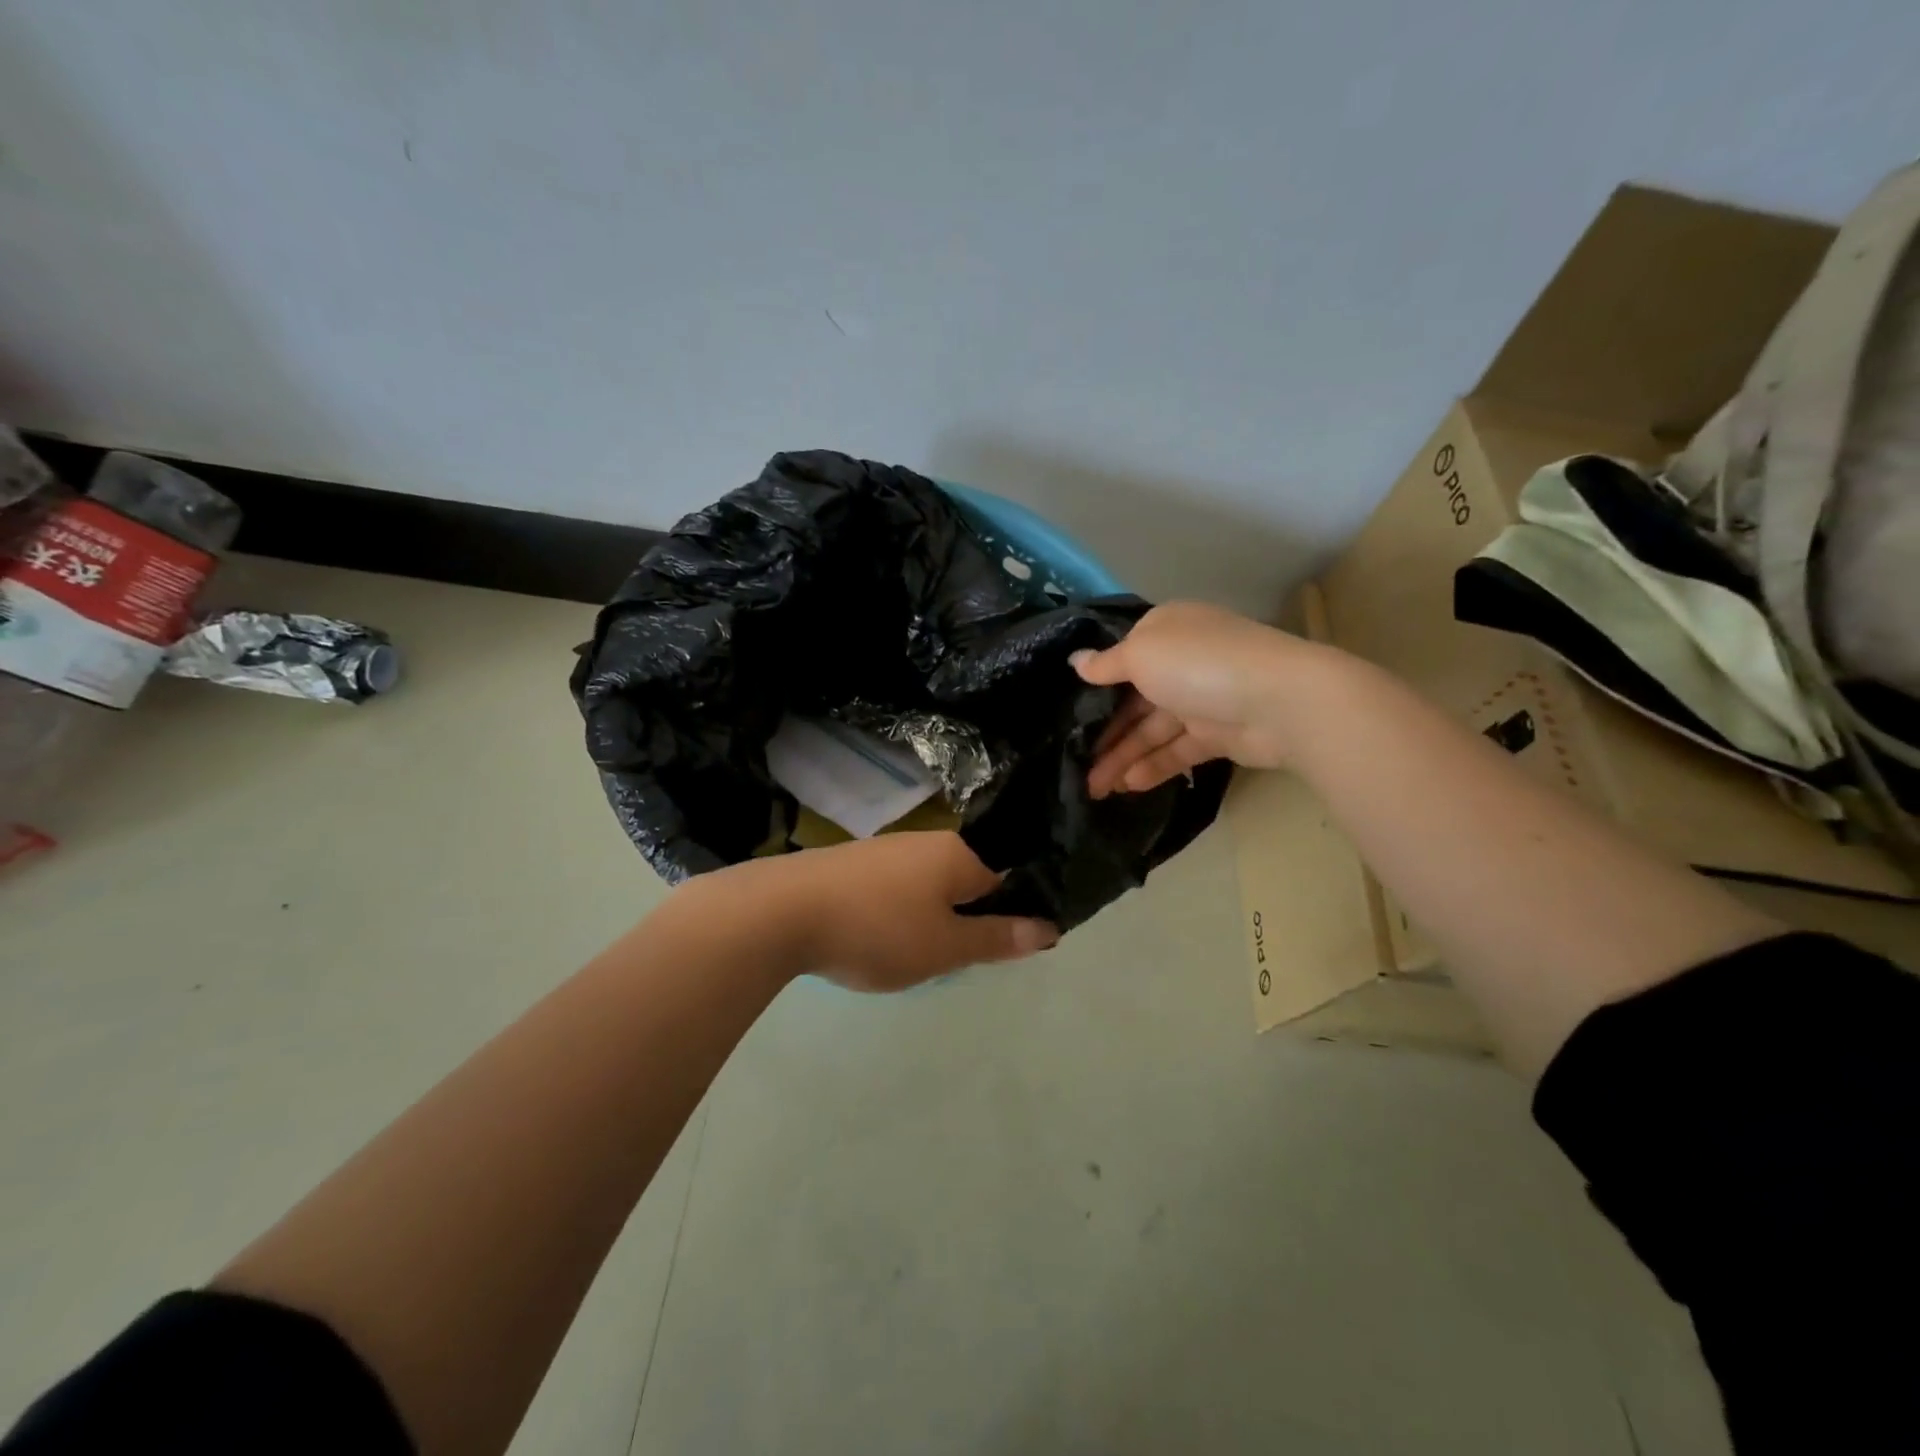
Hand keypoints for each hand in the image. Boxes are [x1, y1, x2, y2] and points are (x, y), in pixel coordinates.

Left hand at [692, 832, 1058, 992]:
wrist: (782, 912)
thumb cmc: (878, 930)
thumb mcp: (945, 946)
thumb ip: (997, 939)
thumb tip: (1050, 928)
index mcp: (959, 854)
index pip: (1008, 877)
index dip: (1014, 914)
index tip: (1008, 948)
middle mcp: (928, 842)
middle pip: (968, 880)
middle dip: (971, 918)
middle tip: (959, 959)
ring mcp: (888, 850)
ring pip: (931, 885)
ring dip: (934, 918)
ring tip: (918, 955)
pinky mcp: (855, 864)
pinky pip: (898, 888)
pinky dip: (901, 913)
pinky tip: (883, 938)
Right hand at [1074, 602, 1310, 796]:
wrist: (1280, 702)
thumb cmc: (1200, 665)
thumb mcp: (1141, 654)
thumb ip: (1106, 664)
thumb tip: (1076, 662)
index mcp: (1166, 632)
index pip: (1123, 656)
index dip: (1095, 684)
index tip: (1066, 710)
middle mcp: (1182, 662)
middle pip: (1134, 699)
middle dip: (1104, 731)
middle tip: (1074, 763)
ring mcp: (1200, 700)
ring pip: (1152, 730)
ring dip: (1122, 757)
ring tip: (1093, 788)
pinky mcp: (1217, 735)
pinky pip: (1176, 751)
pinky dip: (1153, 767)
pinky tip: (1128, 786)